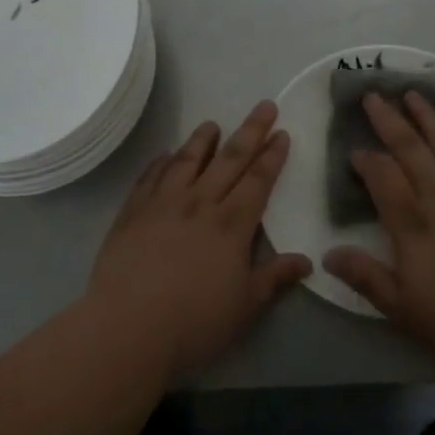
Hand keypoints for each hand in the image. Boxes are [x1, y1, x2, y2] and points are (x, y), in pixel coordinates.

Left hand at [87, 102, 311, 380]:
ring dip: (202, 140)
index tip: (281, 133)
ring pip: (186, 161)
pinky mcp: (132, 212)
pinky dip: (160, 163)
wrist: (128, 328)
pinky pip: (149, 177)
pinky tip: (165, 155)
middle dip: (250, 132)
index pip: (258, 181)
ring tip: (212, 124)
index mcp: (232, 225)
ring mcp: (162, 204)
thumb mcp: (245, 306)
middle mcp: (199, 204)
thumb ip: (274, 278)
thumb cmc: (194, 322)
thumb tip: (306, 261)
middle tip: (263, 106)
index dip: (272, 156)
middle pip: (229, 160)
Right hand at [324, 91, 434, 375]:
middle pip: (409, 150)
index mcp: (412, 225)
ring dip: (425, 117)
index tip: (355, 150)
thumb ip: (367, 278)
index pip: (382, 180)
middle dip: (389, 121)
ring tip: (412, 93)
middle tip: (373, 96)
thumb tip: (328, 253)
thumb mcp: (407, 310)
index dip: (366, 161)